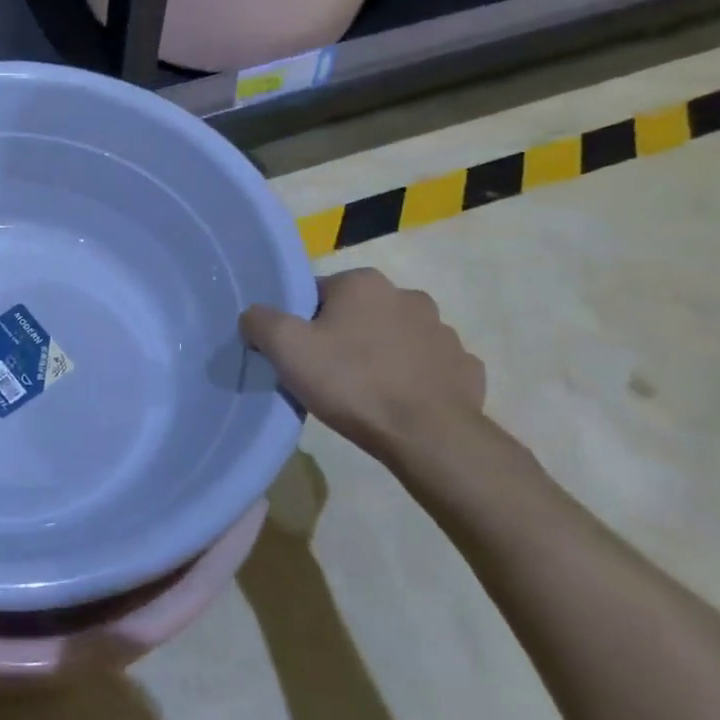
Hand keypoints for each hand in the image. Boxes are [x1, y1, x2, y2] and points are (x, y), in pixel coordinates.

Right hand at [240, 268, 485, 462]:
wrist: (428, 437)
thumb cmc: (351, 382)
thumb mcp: (285, 348)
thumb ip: (259, 320)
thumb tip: (255, 317)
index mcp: (363, 283)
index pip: (317, 293)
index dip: (301, 323)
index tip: (298, 354)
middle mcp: (408, 295)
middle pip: (357, 313)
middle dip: (342, 336)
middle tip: (326, 374)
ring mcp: (443, 332)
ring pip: (395, 338)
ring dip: (380, 355)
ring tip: (364, 392)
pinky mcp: (465, 367)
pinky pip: (427, 367)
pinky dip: (412, 379)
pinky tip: (399, 403)